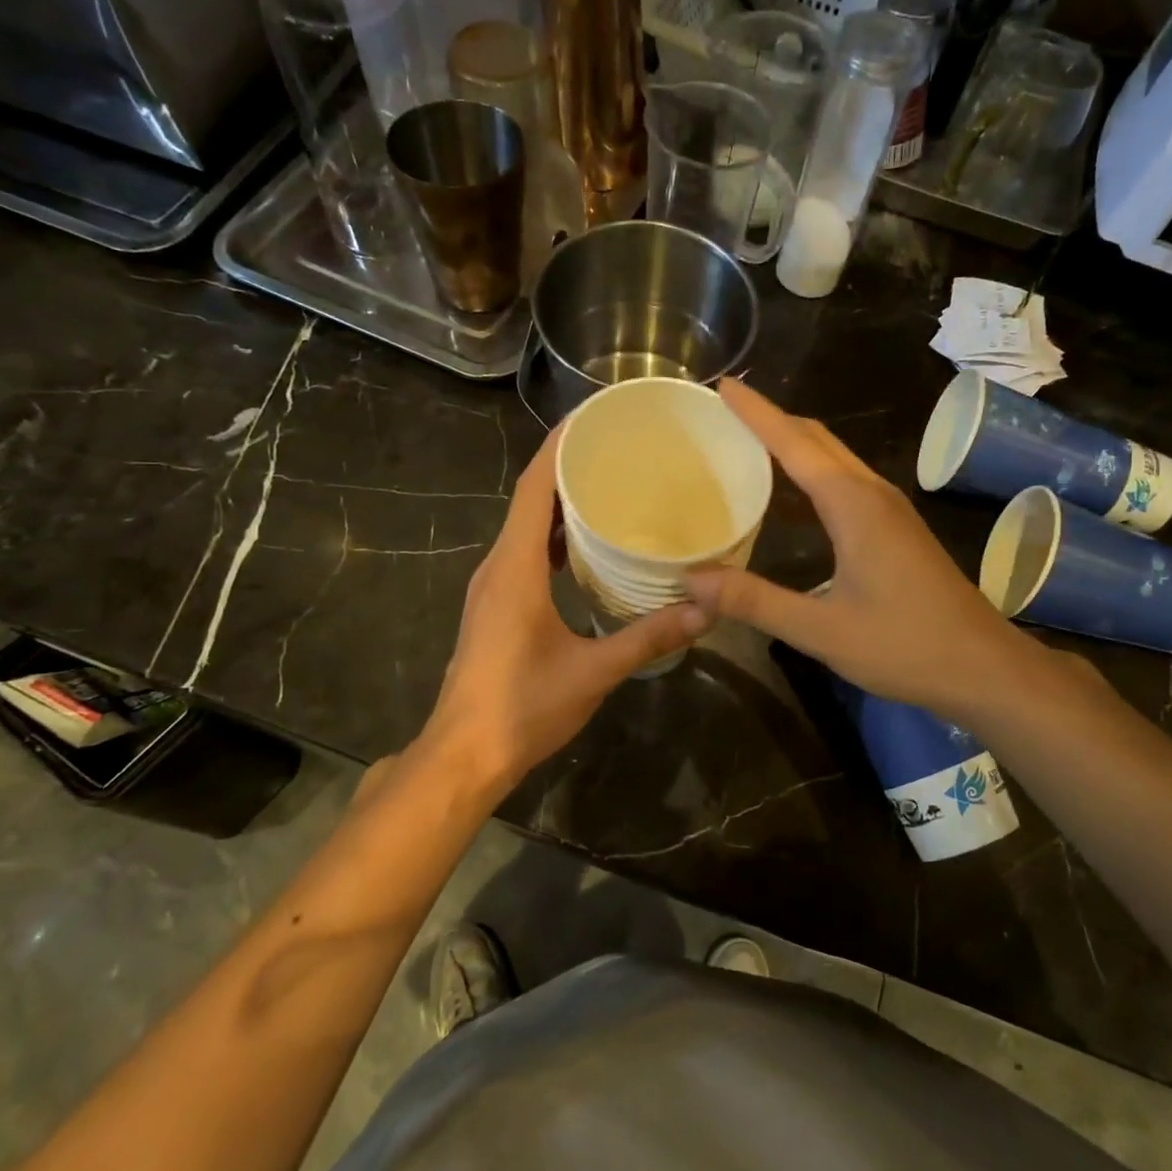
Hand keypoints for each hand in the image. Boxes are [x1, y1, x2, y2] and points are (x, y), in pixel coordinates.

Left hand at [416, 423, 707, 793]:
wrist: (465, 754)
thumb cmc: (523, 707)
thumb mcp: (594, 671)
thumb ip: (650, 637)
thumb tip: (707, 609)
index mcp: (515, 566)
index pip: (536, 486)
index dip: (561, 444)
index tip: (596, 416)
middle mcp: (498, 564)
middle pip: (532, 498)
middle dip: (570, 465)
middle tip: (621, 448)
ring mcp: (493, 585)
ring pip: (528, 526)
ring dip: (562, 502)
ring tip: (612, 485)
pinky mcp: (496, 604)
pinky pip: (526, 551)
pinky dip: (556, 536)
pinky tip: (589, 546)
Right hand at [682, 379, 1032, 720]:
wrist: (983, 667)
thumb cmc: (905, 645)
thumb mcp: (822, 630)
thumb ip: (756, 602)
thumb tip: (692, 579)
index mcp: (853, 505)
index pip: (795, 444)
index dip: (757, 413)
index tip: (723, 386)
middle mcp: (872, 494)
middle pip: (817, 439)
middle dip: (772, 419)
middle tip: (726, 412)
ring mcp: (890, 509)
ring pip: (835, 457)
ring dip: (794, 441)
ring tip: (749, 442)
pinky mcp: (897, 528)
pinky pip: (845, 480)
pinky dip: (812, 470)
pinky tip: (792, 494)